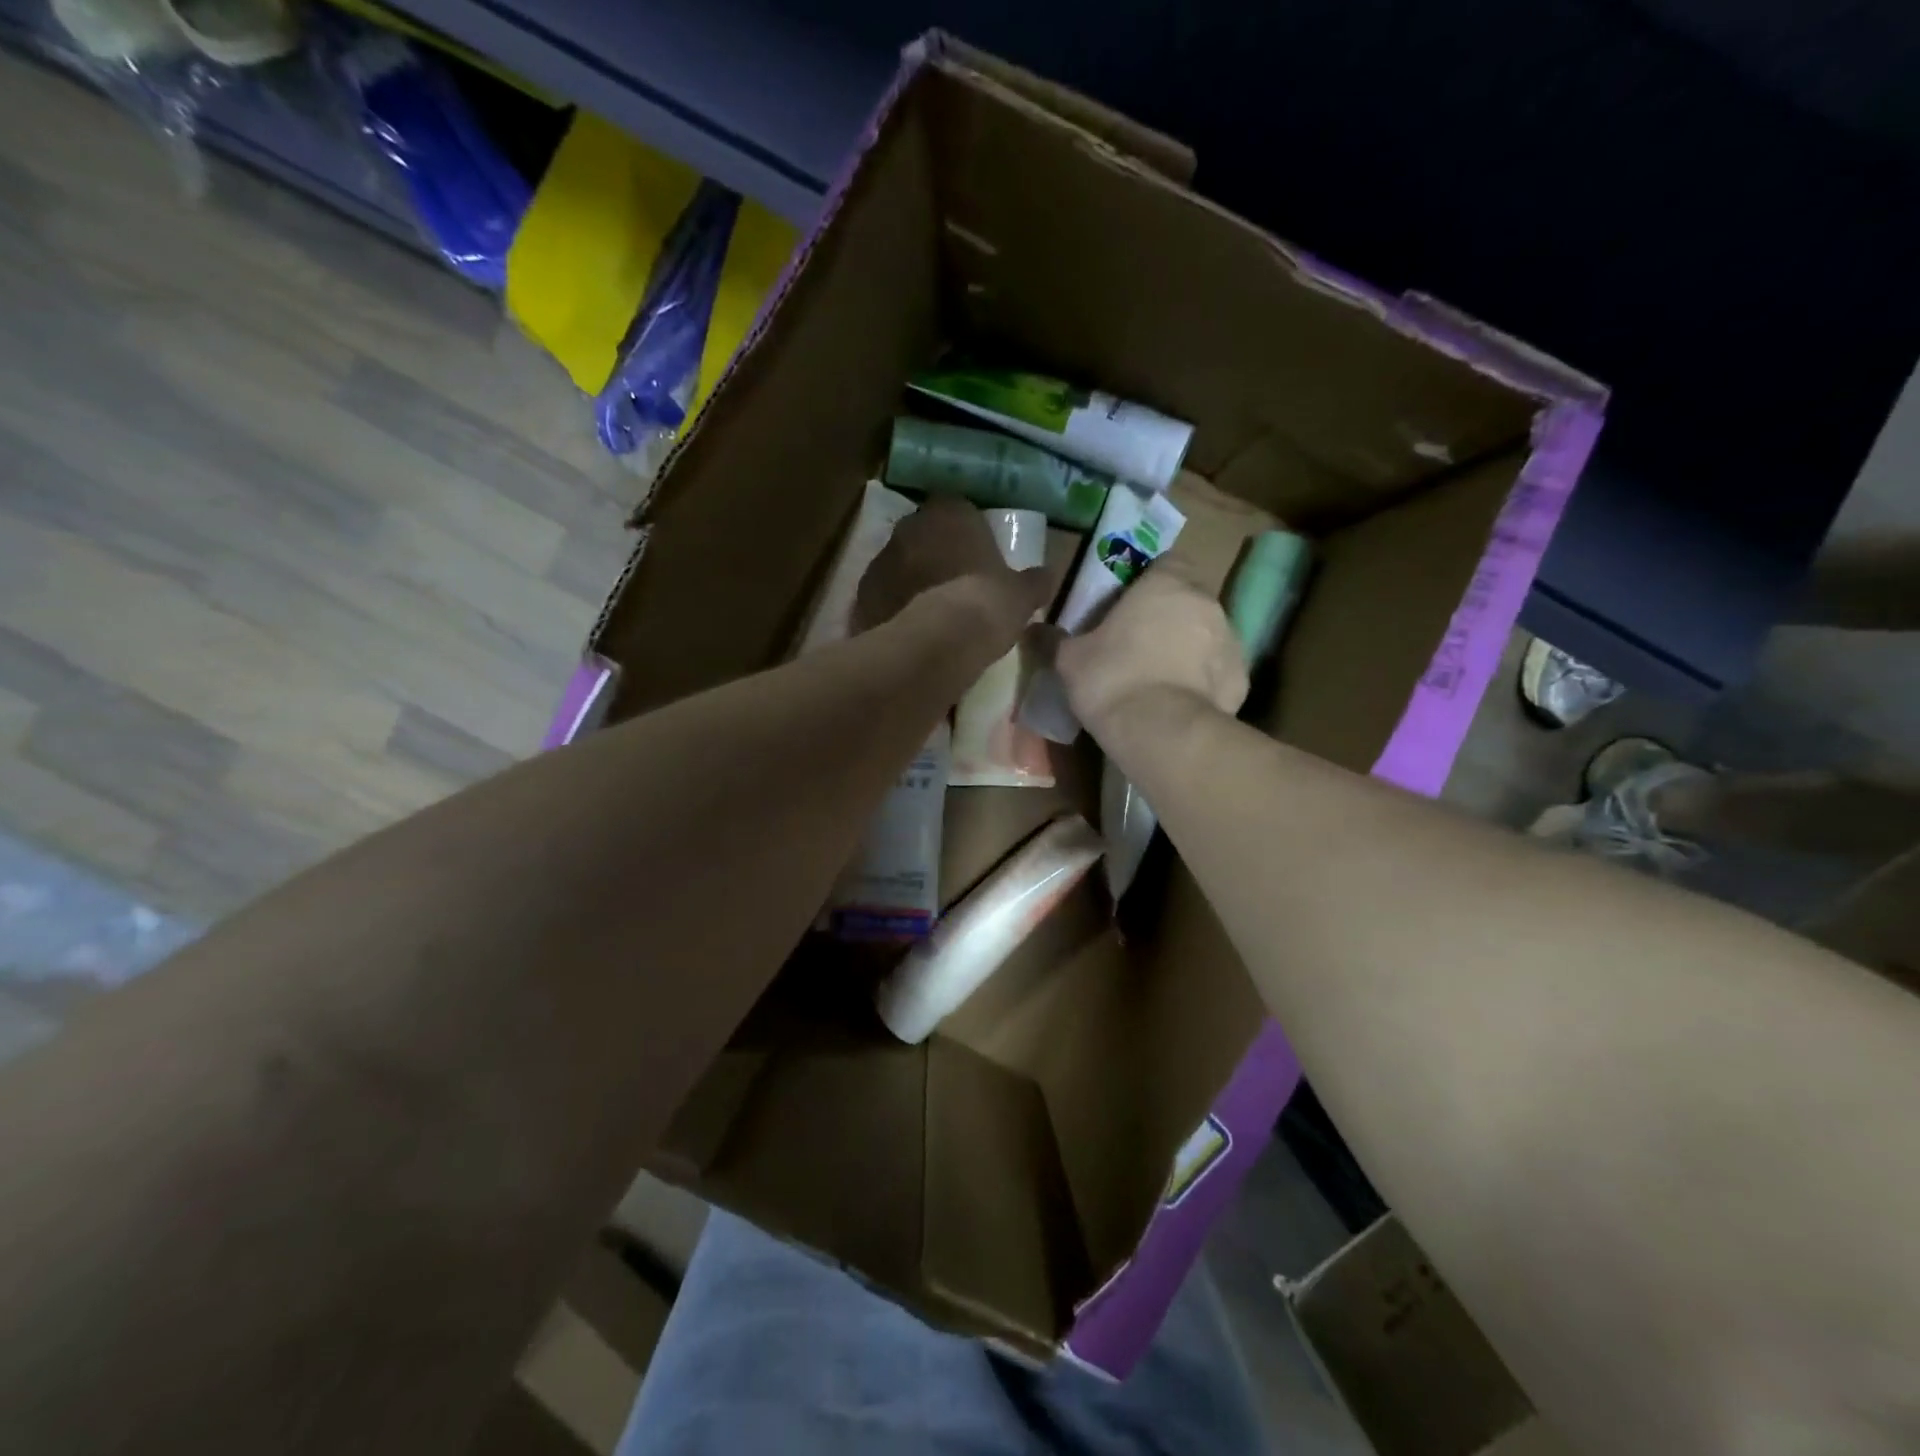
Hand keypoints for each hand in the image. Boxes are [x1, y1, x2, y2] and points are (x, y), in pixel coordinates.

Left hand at [854, 496, 1051, 640]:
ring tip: (929, 611)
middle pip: (922, 534)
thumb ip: (1033, 581)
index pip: (956, 509)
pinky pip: (881, 596)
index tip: (975, 555)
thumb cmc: (987, 603)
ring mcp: (881, 559)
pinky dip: (892, 607)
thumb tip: (1047, 576)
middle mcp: (910, 526)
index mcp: (949, 513)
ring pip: (898, 564)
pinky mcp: (862, 594)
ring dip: (910, 579)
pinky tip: (908, 629)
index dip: (965, 532)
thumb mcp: (1021, 594)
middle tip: (952, 582)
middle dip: (934, 553)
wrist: (939, 642)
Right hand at [1055, 560, 1247, 732]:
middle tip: (1139, 641)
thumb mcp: (1070, 660)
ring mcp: (1230, 640)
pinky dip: (1203, 681)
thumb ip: (1055, 640)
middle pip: (1188, 597)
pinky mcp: (1241, 678)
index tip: (1130, 601)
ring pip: (1207, 634)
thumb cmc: (1112, 679)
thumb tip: (1032, 630)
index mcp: (1165, 585)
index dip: (1150, 578)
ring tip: (1160, 677)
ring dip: (1188, 647)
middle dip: (1168, 614)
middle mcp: (1206, 603)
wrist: (1162, 733)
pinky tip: (1180, 702)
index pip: (1168, 560)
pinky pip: (1218, 671)